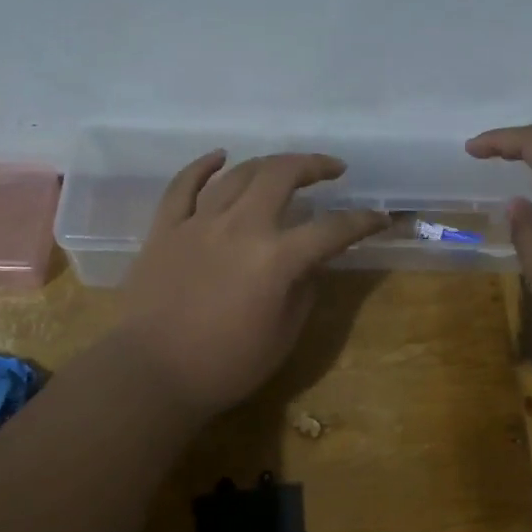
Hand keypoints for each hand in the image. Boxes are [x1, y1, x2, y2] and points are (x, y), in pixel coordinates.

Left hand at [116, 151, 388, 415]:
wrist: (152, 374)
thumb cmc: (225, 366)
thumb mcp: (283, 336)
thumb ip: (304, 291)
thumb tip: (312, 262)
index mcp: (275, 259)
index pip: (331, 230)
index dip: (362, 222)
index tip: (380, 218)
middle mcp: (240, 227)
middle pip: (281, 176)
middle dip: (313, 165)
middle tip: (332, 169)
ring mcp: (199, 223)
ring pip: (238, 174)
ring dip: (267, 164)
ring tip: (285, 167)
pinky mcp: (165, 228)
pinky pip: (183, 185)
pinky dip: (203, 166)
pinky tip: (220, 156)